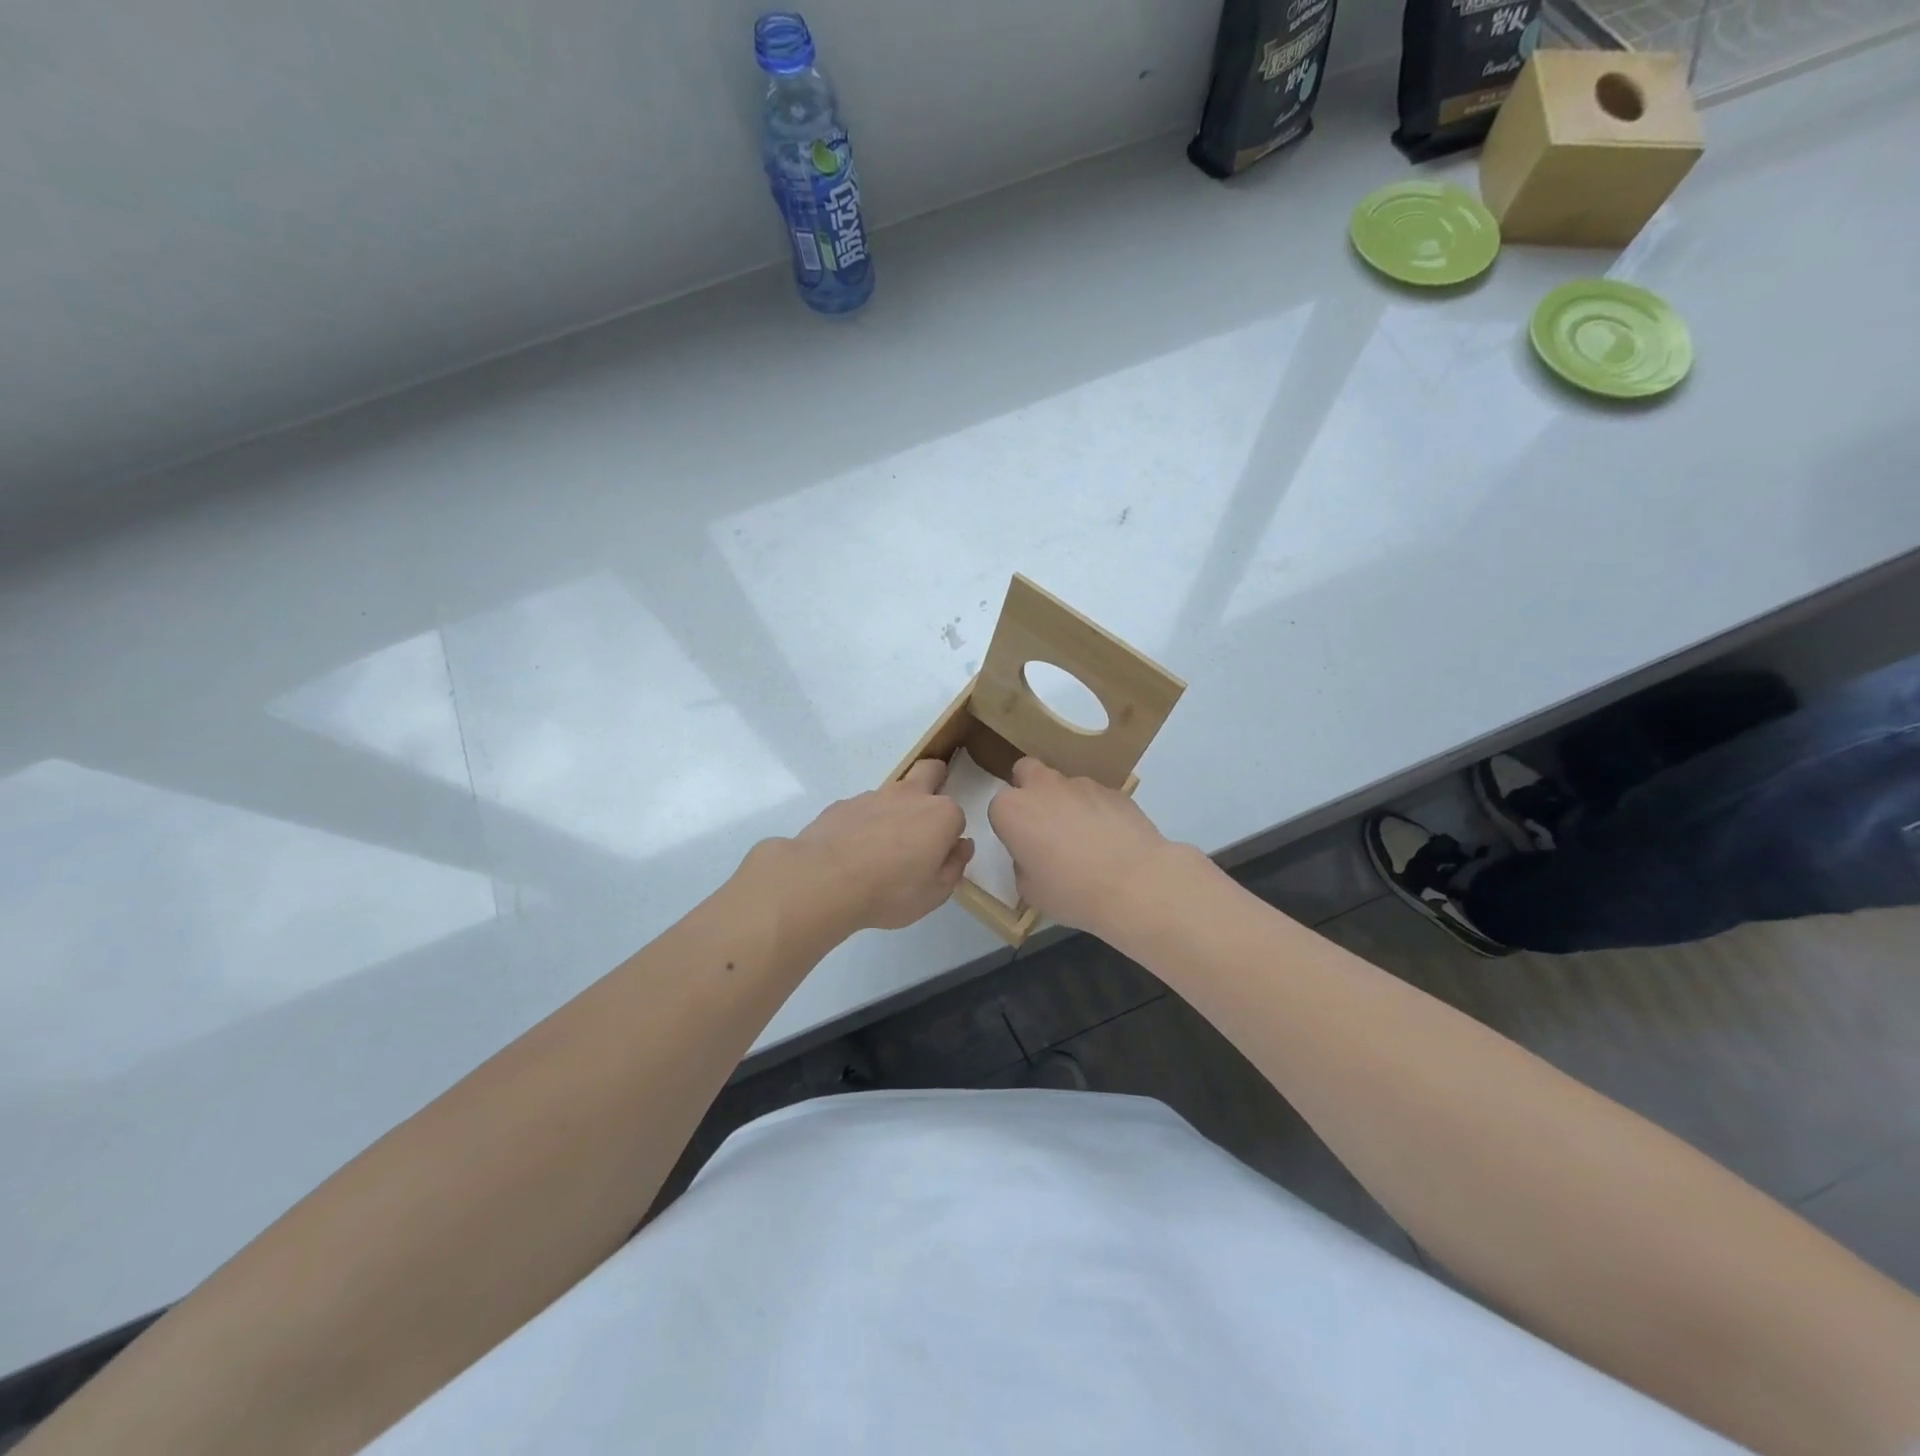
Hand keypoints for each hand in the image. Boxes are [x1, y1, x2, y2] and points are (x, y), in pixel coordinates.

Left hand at [781, 759, 971, 933]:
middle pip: (930, 771)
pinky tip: (852, 850)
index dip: (950, 837)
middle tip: (923, 819)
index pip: (956, 817)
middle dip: (934, 781)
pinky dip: (863, 823)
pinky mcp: (843, 804)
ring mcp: (874, 795)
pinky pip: (862, 809)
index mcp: (941, 814)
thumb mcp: (934, 893)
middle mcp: (910, 795)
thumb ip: (954, 866)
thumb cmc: (890, 891)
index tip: (939, 857)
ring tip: (880, 849)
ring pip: (893, 792)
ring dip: (894, 810)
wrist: (824, 881)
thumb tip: (962, 846)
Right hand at [987, 758, 1185, 937]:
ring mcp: (1081, 784)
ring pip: (1065, 785)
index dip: (1010, 826)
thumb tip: (1035, 856)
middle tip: (1044, 824)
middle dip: (1030, 790)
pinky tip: (1112, 840)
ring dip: (1068, 803)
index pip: (999, 807)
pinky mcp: (1114, 790)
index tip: (1023, 846)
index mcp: (1012, 809)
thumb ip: (1023, 864)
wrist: (1135, 884)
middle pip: (1026, 772)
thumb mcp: (1030, 890)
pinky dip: (1098, 811)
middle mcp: (1043, 787)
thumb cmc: (1071, 892)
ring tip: (1087, 840)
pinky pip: (1097, 797)